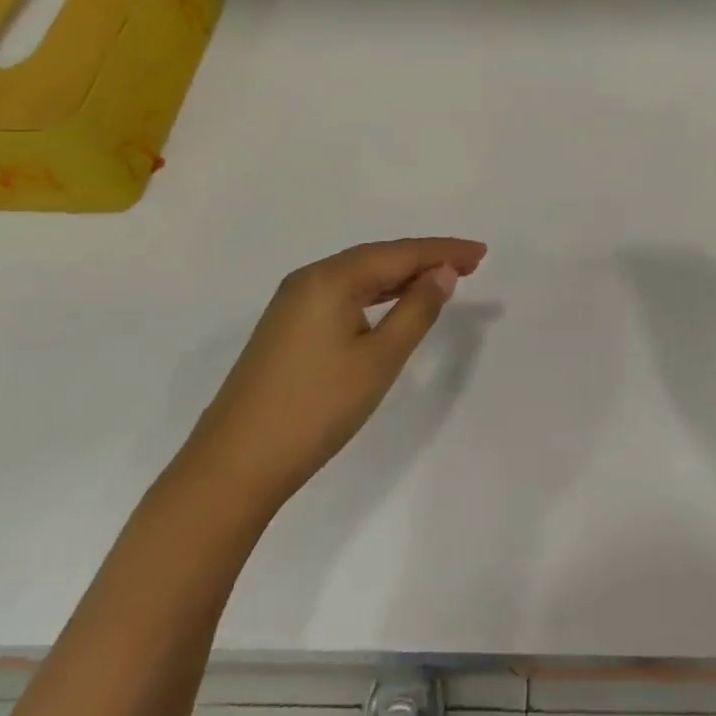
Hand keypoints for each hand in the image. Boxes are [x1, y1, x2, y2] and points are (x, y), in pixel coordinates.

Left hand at [181, 237, 487, 510]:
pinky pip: (342, 293)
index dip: (443, 251)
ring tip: (440, 278)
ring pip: (358, 275)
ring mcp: (292, 302)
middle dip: (424, 258)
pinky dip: (375, 293)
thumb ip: (416, 311)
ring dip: (400, 275)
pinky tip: (391, 302)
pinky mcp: (286, 326)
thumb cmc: (316, 408)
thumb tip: (442, 273)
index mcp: (331, 278)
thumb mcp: (379, 360)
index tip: (481, 251)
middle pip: (378, 257)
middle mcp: (309, 279)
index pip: (399, 253)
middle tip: (469, 262)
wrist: (235, 464)